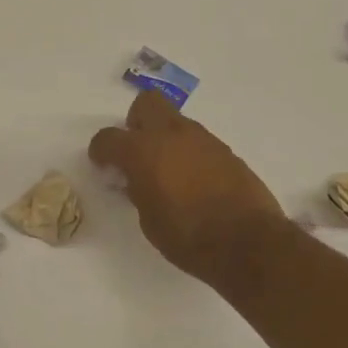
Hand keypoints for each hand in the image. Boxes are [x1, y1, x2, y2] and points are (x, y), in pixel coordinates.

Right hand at [90, 90, 288, 290]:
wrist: (246, 242)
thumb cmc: (187, 237)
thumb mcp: (148, 219)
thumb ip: (138, 191)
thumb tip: (138, 180)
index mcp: (143, 152)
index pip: (108, 137)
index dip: (101, 151)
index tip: (103, 165)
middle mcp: (172, 135)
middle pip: (146, 104)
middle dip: (136, 123)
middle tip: (137, 152)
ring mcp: (203, 140)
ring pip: (175, 122)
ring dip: (165, 139)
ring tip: (168, 173)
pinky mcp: (227, 152)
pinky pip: (198, 142)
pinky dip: (189, 154)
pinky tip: (194, 182)